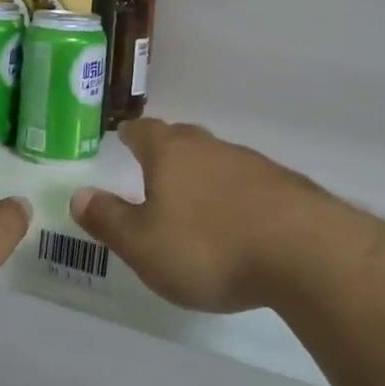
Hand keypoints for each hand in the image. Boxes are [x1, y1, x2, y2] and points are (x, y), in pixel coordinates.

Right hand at [72, 119, 343, 313]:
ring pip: (216, 160)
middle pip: (182, 139)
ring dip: (203, 175)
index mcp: (170, 153)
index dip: (130, 136)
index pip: (143, 132)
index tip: (124, 139)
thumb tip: (79, 195)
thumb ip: (108, 220)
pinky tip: (239, 222)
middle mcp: (209, 147)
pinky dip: (235, 196)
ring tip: (195, 201)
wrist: (305, 253)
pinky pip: (248, 184)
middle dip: (166, 152)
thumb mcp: (143, 244)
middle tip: (154, 170)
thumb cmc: (209, 247)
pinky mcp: (285, 187)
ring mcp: (251, 164)